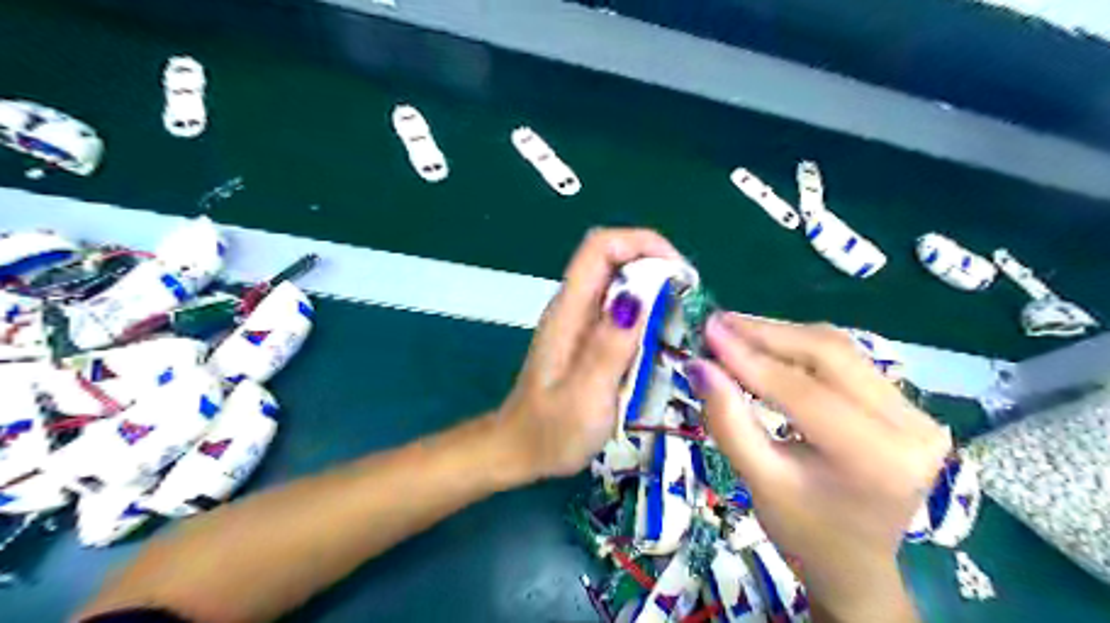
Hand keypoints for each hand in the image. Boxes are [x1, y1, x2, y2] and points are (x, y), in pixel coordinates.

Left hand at [498, 231, 682, 479]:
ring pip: (620, 281)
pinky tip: (664, 338)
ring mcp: (580, 320)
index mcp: (568, 312)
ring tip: (684, 318)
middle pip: (613, 257)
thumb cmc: (550, 432)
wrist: (521, 450)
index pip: (600, 247)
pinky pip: (622, 308)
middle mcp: (573, 306)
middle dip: (656, 264)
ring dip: (655, 287)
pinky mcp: (588, 336)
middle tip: (690, 299)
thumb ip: (608, 349)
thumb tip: (637, 297)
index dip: (642, 243)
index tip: (679, 274)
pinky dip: (648, 310)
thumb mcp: (584, 398)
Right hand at [691, 314, 947, 619]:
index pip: (804, 392)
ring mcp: (916, 411)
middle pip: (829, 354)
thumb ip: (728, 420)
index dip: (750, 358)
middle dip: (767, 334)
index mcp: (876, 459)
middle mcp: (911, 427)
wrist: (856, 562)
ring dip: (781, 336)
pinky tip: (766, 345)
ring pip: (838, 349)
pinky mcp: (906, 403)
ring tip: (734, 330)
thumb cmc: (804, 530)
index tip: (708, 330)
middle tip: (717, 323)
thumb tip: (699, 365)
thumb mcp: (759, 480)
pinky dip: (799, 348)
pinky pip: (845, 360)